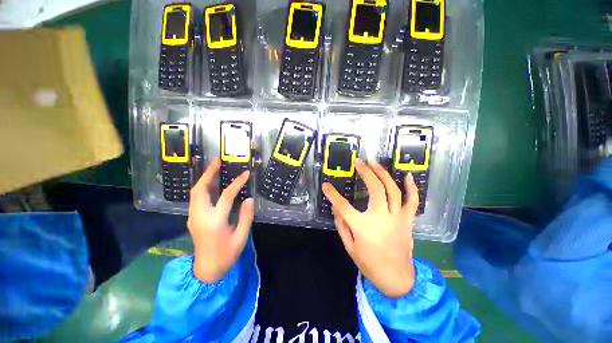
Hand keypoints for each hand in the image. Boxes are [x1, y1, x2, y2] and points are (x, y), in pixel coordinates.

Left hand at [188, 158, 254, 283]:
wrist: (206, 271)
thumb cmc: (226, 255)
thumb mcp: (241, 237)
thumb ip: (246, 217)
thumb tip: (249, 199)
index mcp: (215, 221)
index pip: (227, 196)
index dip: (237, 182)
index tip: (246, 173)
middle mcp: (200, 216)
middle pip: (200, 189)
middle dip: (208, 173)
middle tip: (218, 161)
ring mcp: (193, 217)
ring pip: (195, 192)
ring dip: (204, 178)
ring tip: (214, 168)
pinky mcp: (192, 218)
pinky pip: (196, 198)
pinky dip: (203, 187)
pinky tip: (211, 184)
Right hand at [322, 159, 418, 297]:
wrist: (396, 278)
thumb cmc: (369, 263)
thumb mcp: (349, 246)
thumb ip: (341, 225)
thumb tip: (335, 207)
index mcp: (363, 227)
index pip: (343, 206)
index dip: (333, 194)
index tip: (326, 185)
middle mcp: (381, 218)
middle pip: (375, 189)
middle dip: (366, 173)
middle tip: (360, 162)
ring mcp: (397, 218)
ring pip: (393, 190)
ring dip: (384, 175)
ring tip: (376, 164)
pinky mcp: (407, 220)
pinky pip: (412, 201)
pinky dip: (412, 188)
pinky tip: (407, 176)